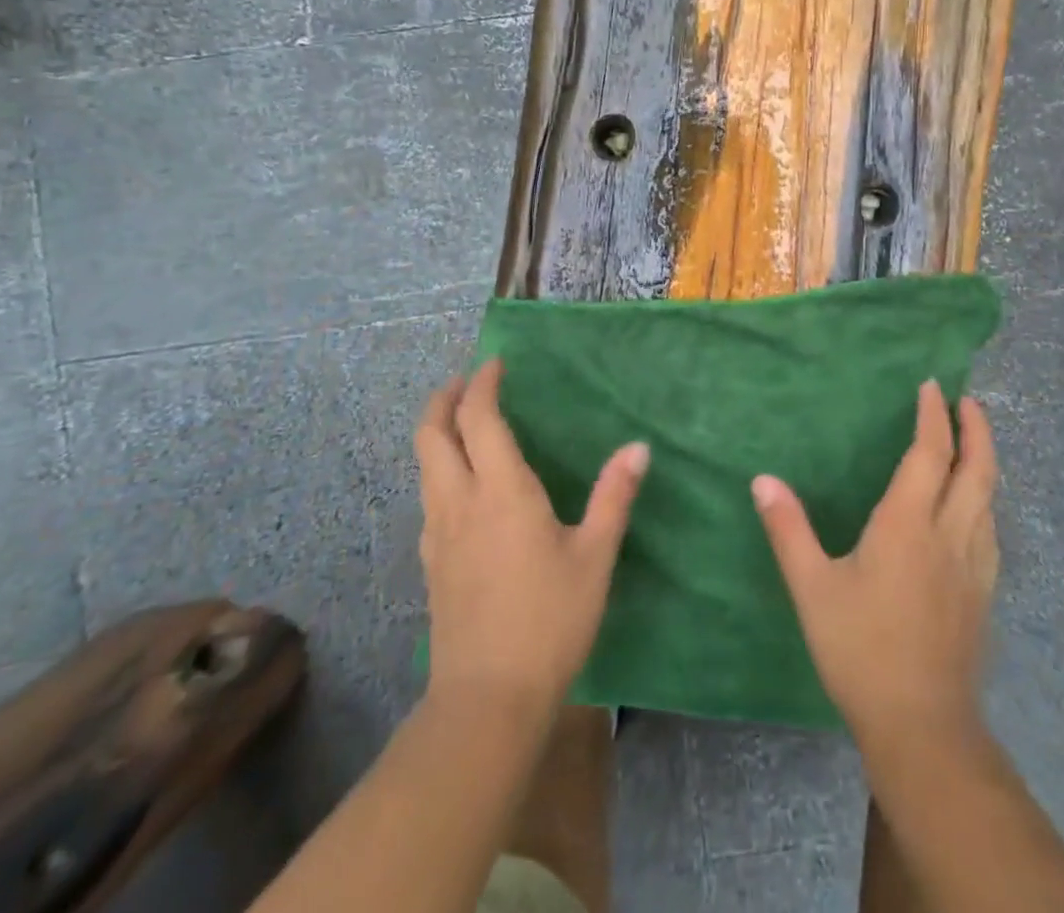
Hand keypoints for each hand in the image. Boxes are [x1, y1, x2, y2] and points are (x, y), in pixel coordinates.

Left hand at [415, 358, 649, 714]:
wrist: (487, 700)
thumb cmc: (550, 620)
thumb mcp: (595, 556)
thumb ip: (614, 496)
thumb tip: (638, 447)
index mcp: (501, 491)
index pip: (478, 418)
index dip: (483, 384)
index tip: (496, 363)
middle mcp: (460, 501)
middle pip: (433, 434)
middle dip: (445, 399)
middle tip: (467, 381)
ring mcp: (438, 534)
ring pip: (425, 465)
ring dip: (438, 432)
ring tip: (464, 423)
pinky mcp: (432, 563)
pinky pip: (429, 496)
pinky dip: (440, 469)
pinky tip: (464, 486)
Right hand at [752, 382, 998, 739]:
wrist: (922, 726)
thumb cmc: (861, 650)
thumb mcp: (812, 588)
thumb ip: (788, 529)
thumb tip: (762, 480)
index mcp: (909, 524)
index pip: (930, 453)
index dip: (933, 416)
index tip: (932, 385)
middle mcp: (950, 534)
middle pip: (977, 469)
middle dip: (976, 429)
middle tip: (968, 401)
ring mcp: (974, 566)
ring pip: (990, 498)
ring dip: (984, 461)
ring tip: (972, 444)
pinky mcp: (982, 593)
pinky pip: (990, 528)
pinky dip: (985, 500)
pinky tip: (973, 510)